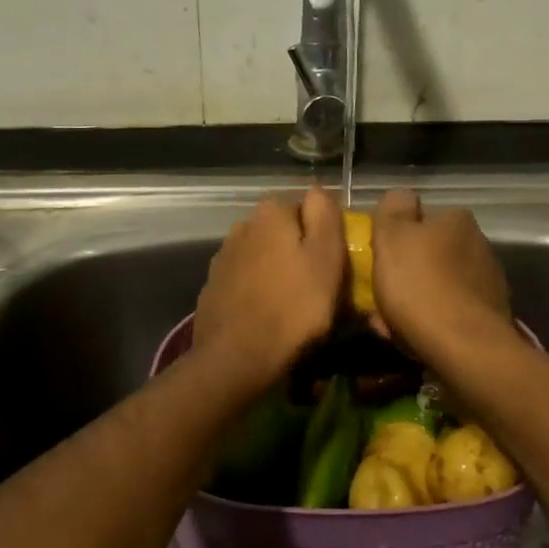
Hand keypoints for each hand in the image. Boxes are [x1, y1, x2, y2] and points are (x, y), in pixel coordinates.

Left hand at [193, 187, 345, 384]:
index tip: (335, 260)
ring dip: (278, 269)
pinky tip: (268, 312)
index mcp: (271, 213)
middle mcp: (242, 225)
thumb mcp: (326, 258)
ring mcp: (223, 257)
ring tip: (294, 302)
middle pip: (282, 230)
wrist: (237, 358)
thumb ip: (325, 216)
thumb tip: (318, 189)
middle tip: (319, 283)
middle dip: (299, 249)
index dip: (324, 231)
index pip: (306, 205)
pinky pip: (246, 279)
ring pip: (263, 254)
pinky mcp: (213, 286)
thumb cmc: (294, 307)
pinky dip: (258, 289)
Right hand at [370, 189, 514, 363]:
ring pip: (438, 286)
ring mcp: (488, 283)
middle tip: (380, 296)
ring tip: (391, 325)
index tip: (378, 261)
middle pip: (429, 255)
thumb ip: (393, 208)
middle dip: (405, 274)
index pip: (419, 220)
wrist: (465, 348)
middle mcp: (479, 244)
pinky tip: (414, 339)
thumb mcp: (392, 236)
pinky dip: (431, 322)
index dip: (395, 239)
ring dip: (416, 300)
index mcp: (457, 220)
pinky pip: (449, 313)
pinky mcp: (490, 317)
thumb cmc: (420, 286)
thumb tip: (401, 196)